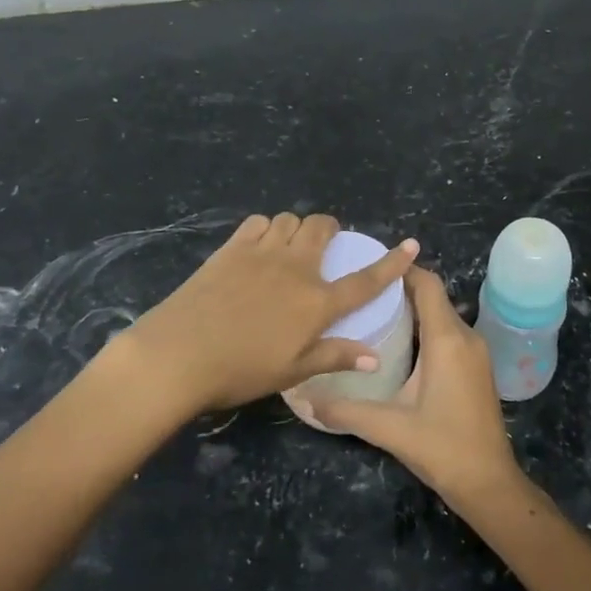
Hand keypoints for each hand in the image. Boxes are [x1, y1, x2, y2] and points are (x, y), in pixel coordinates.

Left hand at [114, 212, 417, 417]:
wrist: (179, 353)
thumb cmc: (241, 370)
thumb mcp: (293, 371)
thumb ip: (335, 356)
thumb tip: (375, 357)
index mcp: (316, 302)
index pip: (364, 280)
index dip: (391, 263)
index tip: (411, 245)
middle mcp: (295, 268)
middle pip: (322, 229)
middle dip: (330, 230)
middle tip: (324, 247)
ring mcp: (262, 252)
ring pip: (290, 220)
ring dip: (297, 228)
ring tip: (290, 247)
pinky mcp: (232, 248)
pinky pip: (258, 222)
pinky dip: (266, 229)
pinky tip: (259, 246)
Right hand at [307, 266, 521, 505]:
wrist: (489, 483)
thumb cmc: (442, 447)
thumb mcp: (389, 427)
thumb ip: (345, 410)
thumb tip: (305, 398)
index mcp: (447, 339)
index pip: (427, 284)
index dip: (402, 270)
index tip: (370, 266)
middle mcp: (466, 336)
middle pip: (434, 297)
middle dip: (401, 289)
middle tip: (362, 293)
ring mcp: (476, 352)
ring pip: (442, 315)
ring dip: (413, 310)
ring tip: (374, 314)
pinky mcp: (477, 368)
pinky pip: (450, 333)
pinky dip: (426, 328)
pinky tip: (399, 346)